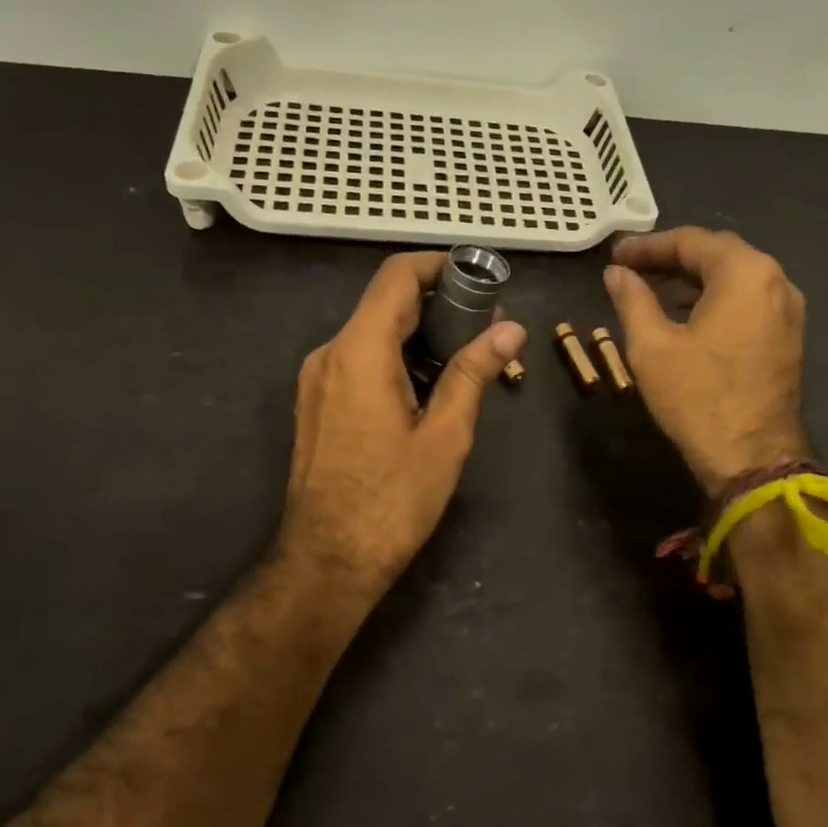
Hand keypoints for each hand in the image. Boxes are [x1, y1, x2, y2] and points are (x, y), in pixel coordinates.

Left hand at [280, 252, 525, 603]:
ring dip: (418, 334)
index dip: (439, 266)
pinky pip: (359, 360)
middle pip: (385, 303)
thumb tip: (510, 330)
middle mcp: (330, 353)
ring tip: (466, 358)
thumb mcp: (445, 436)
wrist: (328, 560)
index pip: (397, 277)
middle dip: (437, 303)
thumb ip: (472, 373)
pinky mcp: (317, 403)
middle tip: (486, 326)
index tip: (479, 278)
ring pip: (372, 333)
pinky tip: (429, 386)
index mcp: (359, 351)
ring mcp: (317, 379)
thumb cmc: (393, 500)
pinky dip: (396, 358)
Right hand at [602, 227, 809, 493]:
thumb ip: (632, 299)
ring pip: (734, 278)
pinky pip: (748, 301)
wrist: (751, 458)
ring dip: (693, 279)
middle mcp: (776, 280)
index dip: (648, 246)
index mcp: (745, 273)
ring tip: (651, 292)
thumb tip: (616, 273)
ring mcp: (787, 309)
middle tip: (631, 270)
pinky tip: (685, 316)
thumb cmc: (697, 397)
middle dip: (672, 258)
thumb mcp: (651, 346)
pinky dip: (715, 299)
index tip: (615, 256)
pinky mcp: (788, 336)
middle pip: (717, 254)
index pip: (691, 241)